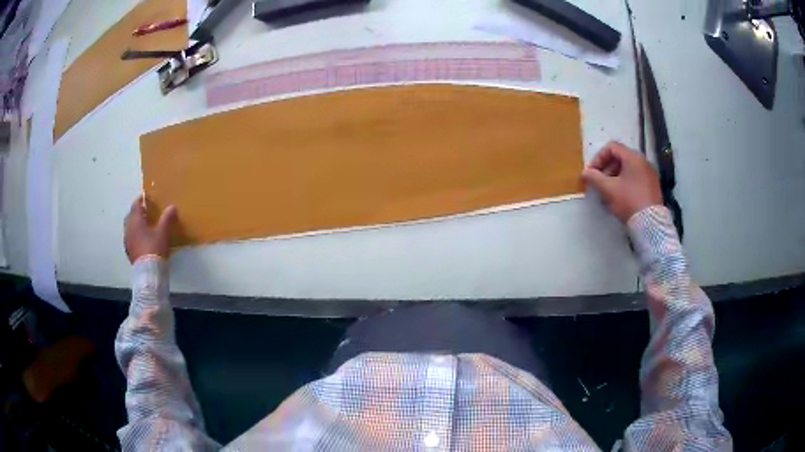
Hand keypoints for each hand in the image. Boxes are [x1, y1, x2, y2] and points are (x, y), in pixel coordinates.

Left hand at [124, 196, 177, 262]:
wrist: (148, 272)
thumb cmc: (154, 248)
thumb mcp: (163, 232)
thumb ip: (167, 218)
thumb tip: (172, 206)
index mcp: (135, 220)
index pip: (136, 204)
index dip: (142, 200)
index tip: (148, 199)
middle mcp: (128, 228)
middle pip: (131, 215)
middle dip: (138, 213)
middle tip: (147, 213)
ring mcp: (127, 241)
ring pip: (130, 228)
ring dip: (136, 225)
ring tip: (145, 228)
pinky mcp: (129, 252)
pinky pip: (131, 238)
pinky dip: (135, 236)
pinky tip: (142, 241)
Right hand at [581, 141, 662, 222]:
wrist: (650, 224)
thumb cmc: (628, 201)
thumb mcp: (608, 189)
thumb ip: (594, 178)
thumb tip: (585, 173)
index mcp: (633, 157)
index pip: (611, 147)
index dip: (598, 158)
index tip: (592, 173)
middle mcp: (643, 161)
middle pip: (620, 157)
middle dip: (606, 169)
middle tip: (599, 183)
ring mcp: (650, 174)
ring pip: (628, 169)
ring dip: (615, 177)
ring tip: (608, 192)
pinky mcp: (653, 186)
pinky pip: (635, 178)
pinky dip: (625, 183)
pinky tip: (620, 198)